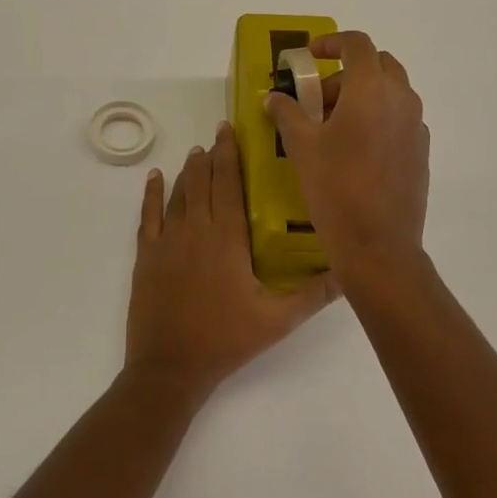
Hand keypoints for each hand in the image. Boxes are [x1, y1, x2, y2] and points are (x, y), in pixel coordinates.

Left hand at [125, 121, 341, 401]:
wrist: (170, 366)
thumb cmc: (226, 339)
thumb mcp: (278, 319)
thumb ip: (314, 294)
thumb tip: (350, 273)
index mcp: (227, 238)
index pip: (229, 184)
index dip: (229, 154)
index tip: (230, 130)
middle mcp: (196, 229)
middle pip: (203, 182)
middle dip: (211, 155)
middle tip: (218, 134)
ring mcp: (167, 241)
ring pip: (179, 194)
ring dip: (188, 171)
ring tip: (196, 152)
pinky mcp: (146, 256)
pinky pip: (148, 215)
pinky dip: (151, 194)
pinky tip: (154, 178)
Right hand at [266, 30, 429, 276]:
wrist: (378, 244)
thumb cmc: (335, 187)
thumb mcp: (301, 147)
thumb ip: (287, 113)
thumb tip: (274, 98)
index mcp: (371, 89)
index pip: (357, 44)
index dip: (331, 42)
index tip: (310, 56)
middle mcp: (401, 99)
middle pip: (378, 65)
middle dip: (346, 72)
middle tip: (318, 98)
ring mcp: (416, 126)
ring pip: (391, 92)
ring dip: (362, 95)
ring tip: (332, 127)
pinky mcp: (421, 151)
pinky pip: (399, 118)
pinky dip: (377, 118)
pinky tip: (355, 151)